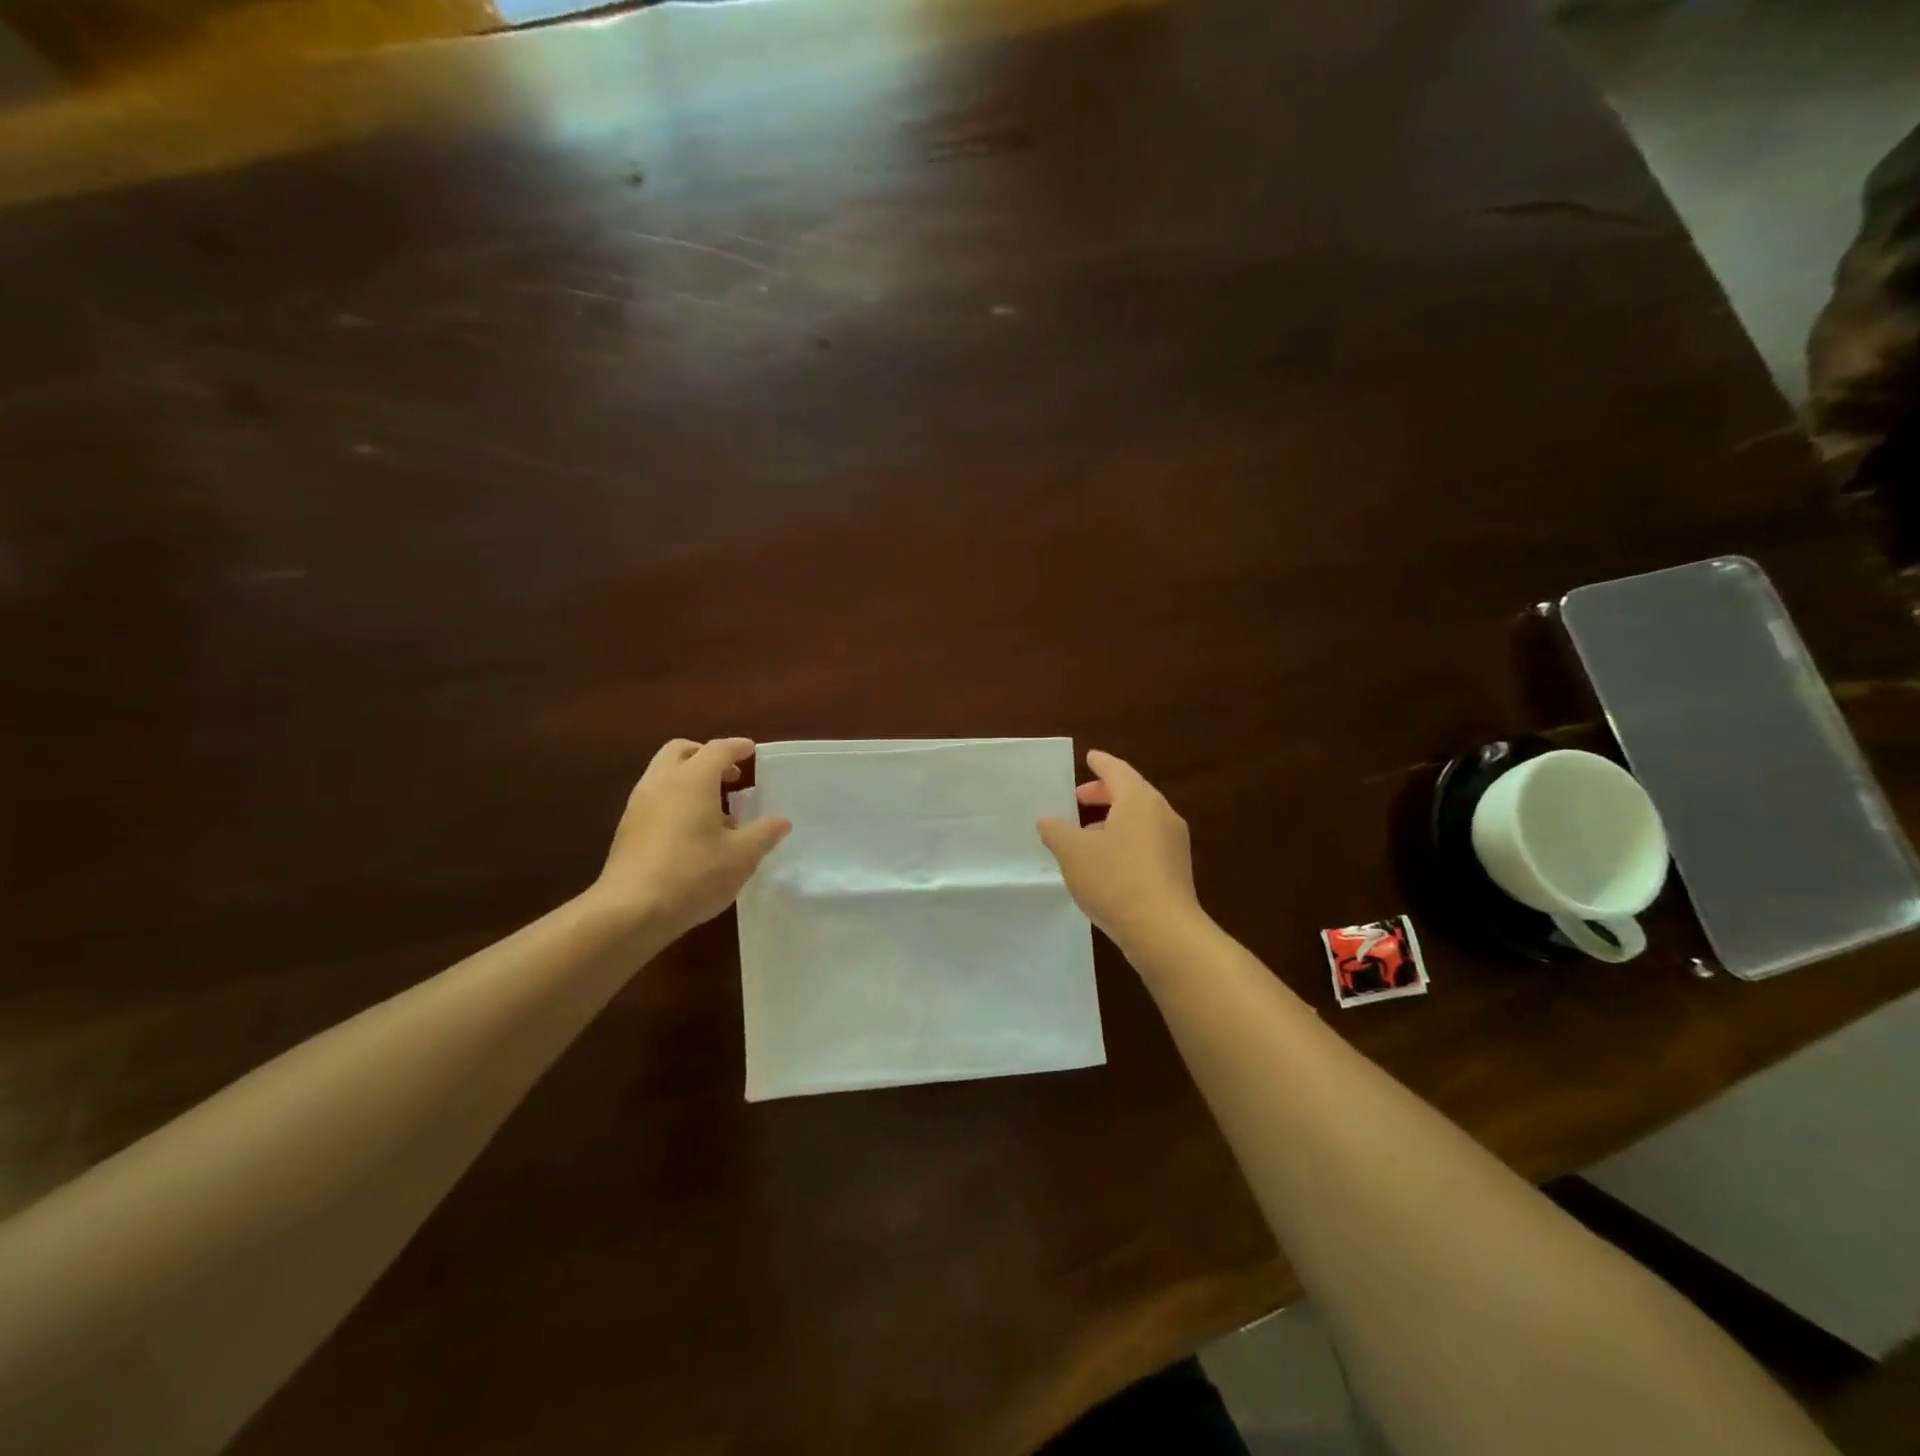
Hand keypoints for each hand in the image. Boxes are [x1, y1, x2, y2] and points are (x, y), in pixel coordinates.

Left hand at [593, 737, 791, 937]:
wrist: (630, 911)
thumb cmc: (693, 875)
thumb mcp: (742, 856)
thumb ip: (764, 834)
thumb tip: (781, 822)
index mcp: (692, 780)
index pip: (718, 749)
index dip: (738, 747)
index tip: (752, 750)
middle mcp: (662, 782)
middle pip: (682, 751)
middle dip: (707, 755)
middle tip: (731, 776)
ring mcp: (639, 804)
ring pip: (664, 774)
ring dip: (690, 779)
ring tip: (716, 809)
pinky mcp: (627, 828)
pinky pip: (655, 797)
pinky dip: (675, 799)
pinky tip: (693, 832)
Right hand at [1037, 750, 1204, 953]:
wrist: (1164, 932)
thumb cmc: (1115, 880)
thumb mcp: (1073, 853)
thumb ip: (1056, 831)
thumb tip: (1047, 821)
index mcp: (1139, 800)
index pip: (1117, 770)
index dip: (1100, 763)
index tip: (1089, 757)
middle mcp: (1162, 814)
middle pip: (1131, 793)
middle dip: (1104, 793)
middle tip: (1079, 798)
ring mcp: (1174, 843)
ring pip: (1140, 819)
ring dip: (1113, 820)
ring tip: (1086, 834)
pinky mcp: (1176, 869)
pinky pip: (1147, 841)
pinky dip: (1126, 840)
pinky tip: (1107, 862)